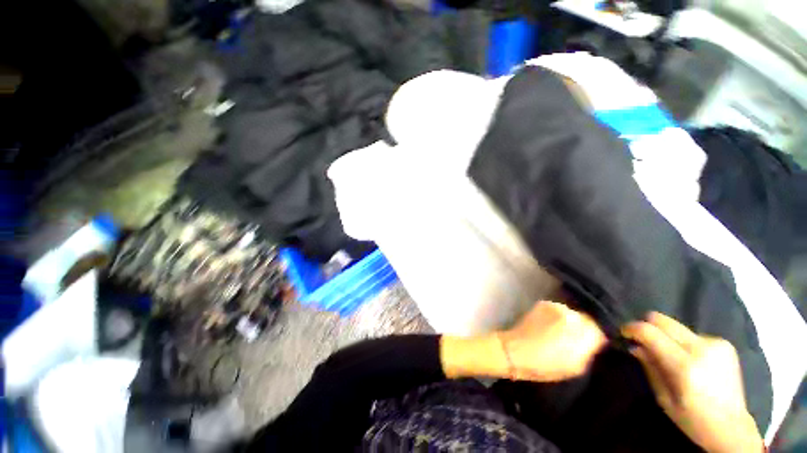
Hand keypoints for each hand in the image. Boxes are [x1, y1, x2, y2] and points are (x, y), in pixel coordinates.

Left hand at [499, 301, 606, 380]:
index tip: (596, 342)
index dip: (600, 335)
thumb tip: (597, 339)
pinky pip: (557, 310)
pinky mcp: (543, 303)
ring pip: (572, 314)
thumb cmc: (547, 365)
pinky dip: (557, 317)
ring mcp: (556, 306)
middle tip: (577, 339)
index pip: (602, 328)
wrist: (515, 351)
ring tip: (561, 333)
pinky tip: (550, 326)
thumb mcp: (577, 366)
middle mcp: (571, 313)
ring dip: (570, 322)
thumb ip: (590, 349)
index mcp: (583, 330)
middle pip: (587, 318)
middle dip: (585, 327)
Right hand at [622, 312, 764, 452]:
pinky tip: (690, 359)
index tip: (624, 333)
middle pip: (663, 320)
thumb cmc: (693, 419)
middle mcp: (702, 348)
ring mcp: (716, 344)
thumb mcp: (664, 398)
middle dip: (647, 326)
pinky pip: (692, 335)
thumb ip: (650, 367)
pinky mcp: (725, 344)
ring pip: (677, 326)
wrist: (732, 427)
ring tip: (668, 354)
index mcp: (685, 365)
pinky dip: (683, 342)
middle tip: (641, 339)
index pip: (649, 332)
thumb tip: (635, 346)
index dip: (631, 328)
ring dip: (666, 336)